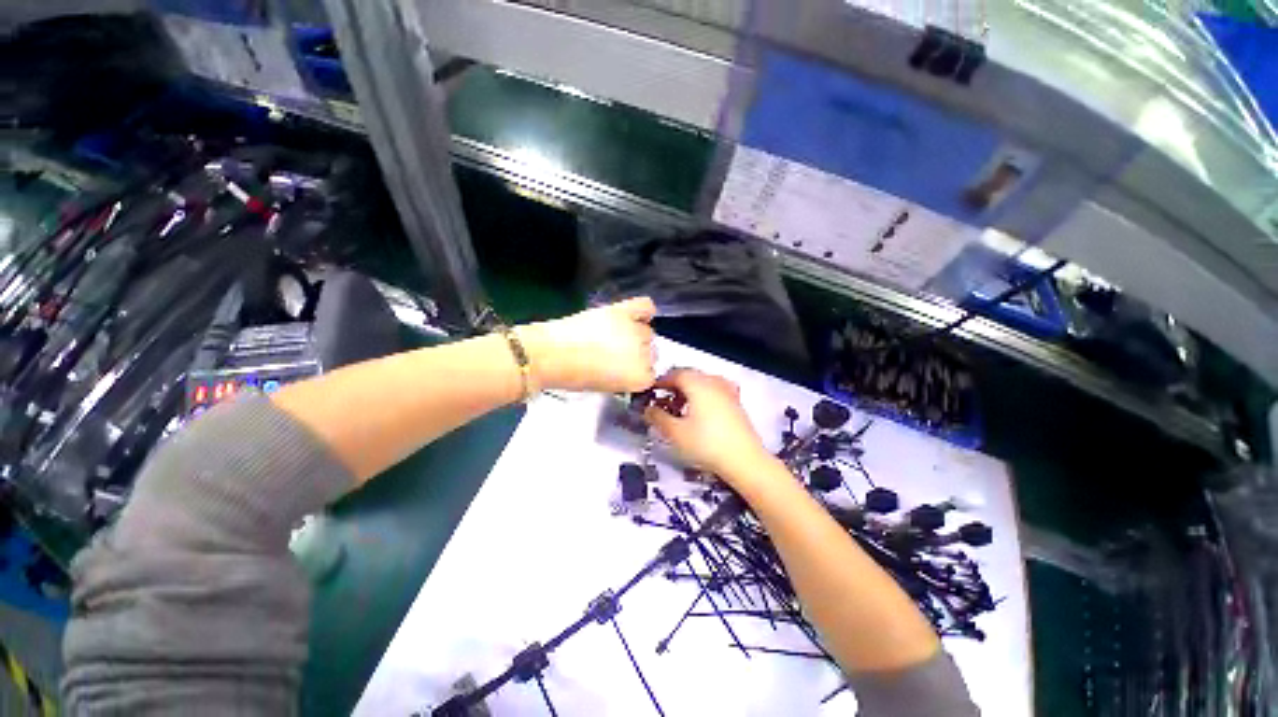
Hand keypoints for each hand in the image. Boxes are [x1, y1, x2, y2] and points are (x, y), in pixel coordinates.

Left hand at [518, 297, 656, 392]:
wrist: (551, 354)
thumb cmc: (574, 376)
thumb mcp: (607, 387)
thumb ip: (625, 377)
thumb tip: (629, 366)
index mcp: (640, 378)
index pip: (651, 374)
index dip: (636, 372)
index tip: (622, 371)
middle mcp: (645, 354)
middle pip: (651, 352)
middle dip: (636, 354)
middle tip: (615, 354)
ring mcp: (635, 330)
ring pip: (648, 331)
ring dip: (636, 335)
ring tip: (615, 336)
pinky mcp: (622, 311)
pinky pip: (646, 306)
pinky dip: (646, 310)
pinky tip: (637, 315)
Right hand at [642, 368, 773, 483]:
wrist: (744, 460)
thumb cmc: (707, 444)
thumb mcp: (675, 433)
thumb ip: (657, 417)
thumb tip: (647, 410)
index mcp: (697, 383)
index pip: (674, 374)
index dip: (660, 382)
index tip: (650, 392)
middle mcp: (713, 381)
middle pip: (689, 376)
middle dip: (673, 386)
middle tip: (662, 401)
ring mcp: (727, 391)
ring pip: (702, 383)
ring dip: (688, 391)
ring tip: (679, 409)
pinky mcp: (735, 403)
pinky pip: (714, 391)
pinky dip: (702, 396)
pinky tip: (700, 412)